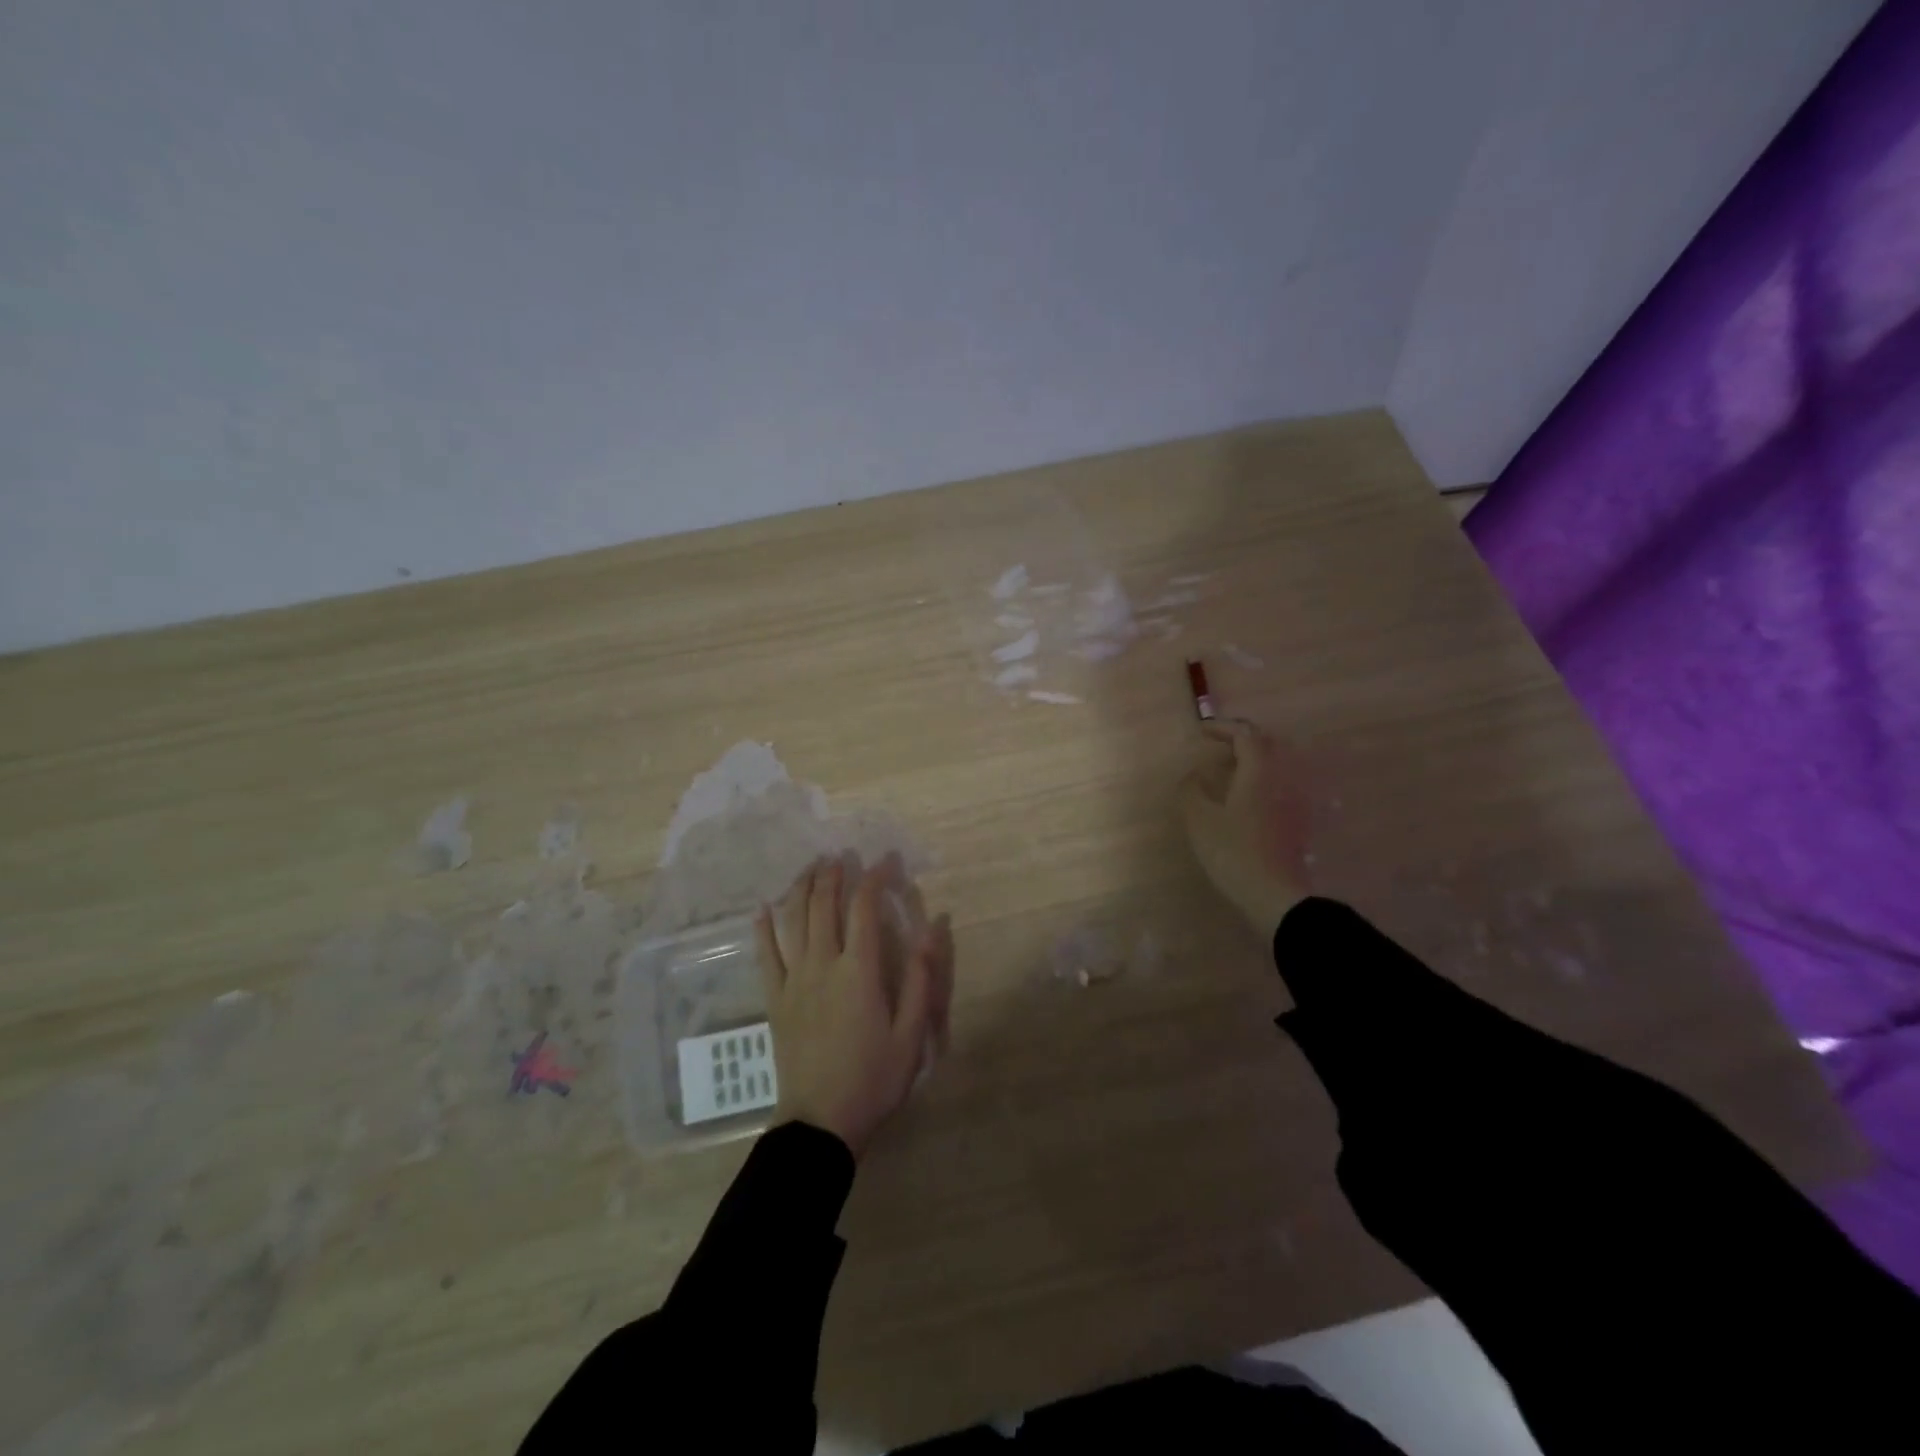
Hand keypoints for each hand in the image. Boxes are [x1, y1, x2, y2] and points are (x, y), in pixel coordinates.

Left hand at [755, 857, 953, 1158]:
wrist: (820, 1123)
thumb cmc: (873, 1078)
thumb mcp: (911, 1033)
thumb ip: (921, 977)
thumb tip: (933, 927)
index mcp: (859, 970)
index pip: (864, 907)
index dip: (874, 877)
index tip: (885, 860)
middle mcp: (822, 964)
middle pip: (824, 905)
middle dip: (834, 875)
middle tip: (842, 855)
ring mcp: (794, 980)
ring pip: (793, 921)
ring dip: (802, 889)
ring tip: (811, 867)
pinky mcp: (775, 999)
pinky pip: (765, 955)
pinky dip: (763, 928)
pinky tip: (762, 908)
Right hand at [1180, 720, 1312, 939]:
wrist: (1273, 895)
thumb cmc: (1232, 852)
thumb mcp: (1199, 820)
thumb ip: (1191, 790)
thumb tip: (1192, 775)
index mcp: (1258, 773)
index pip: (1245, 735)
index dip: (1222, 727)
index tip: (1200, 731)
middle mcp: (1280, 780)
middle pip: (1266, 745)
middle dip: (1241, 739)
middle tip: (1217, 745)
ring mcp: (1291, 801)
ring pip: (1273, 766)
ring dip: (1250, 760)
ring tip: (1226, 770)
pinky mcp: (1292, 821)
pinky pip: (1275, 785)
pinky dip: (1257, 780)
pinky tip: (1240, 797)